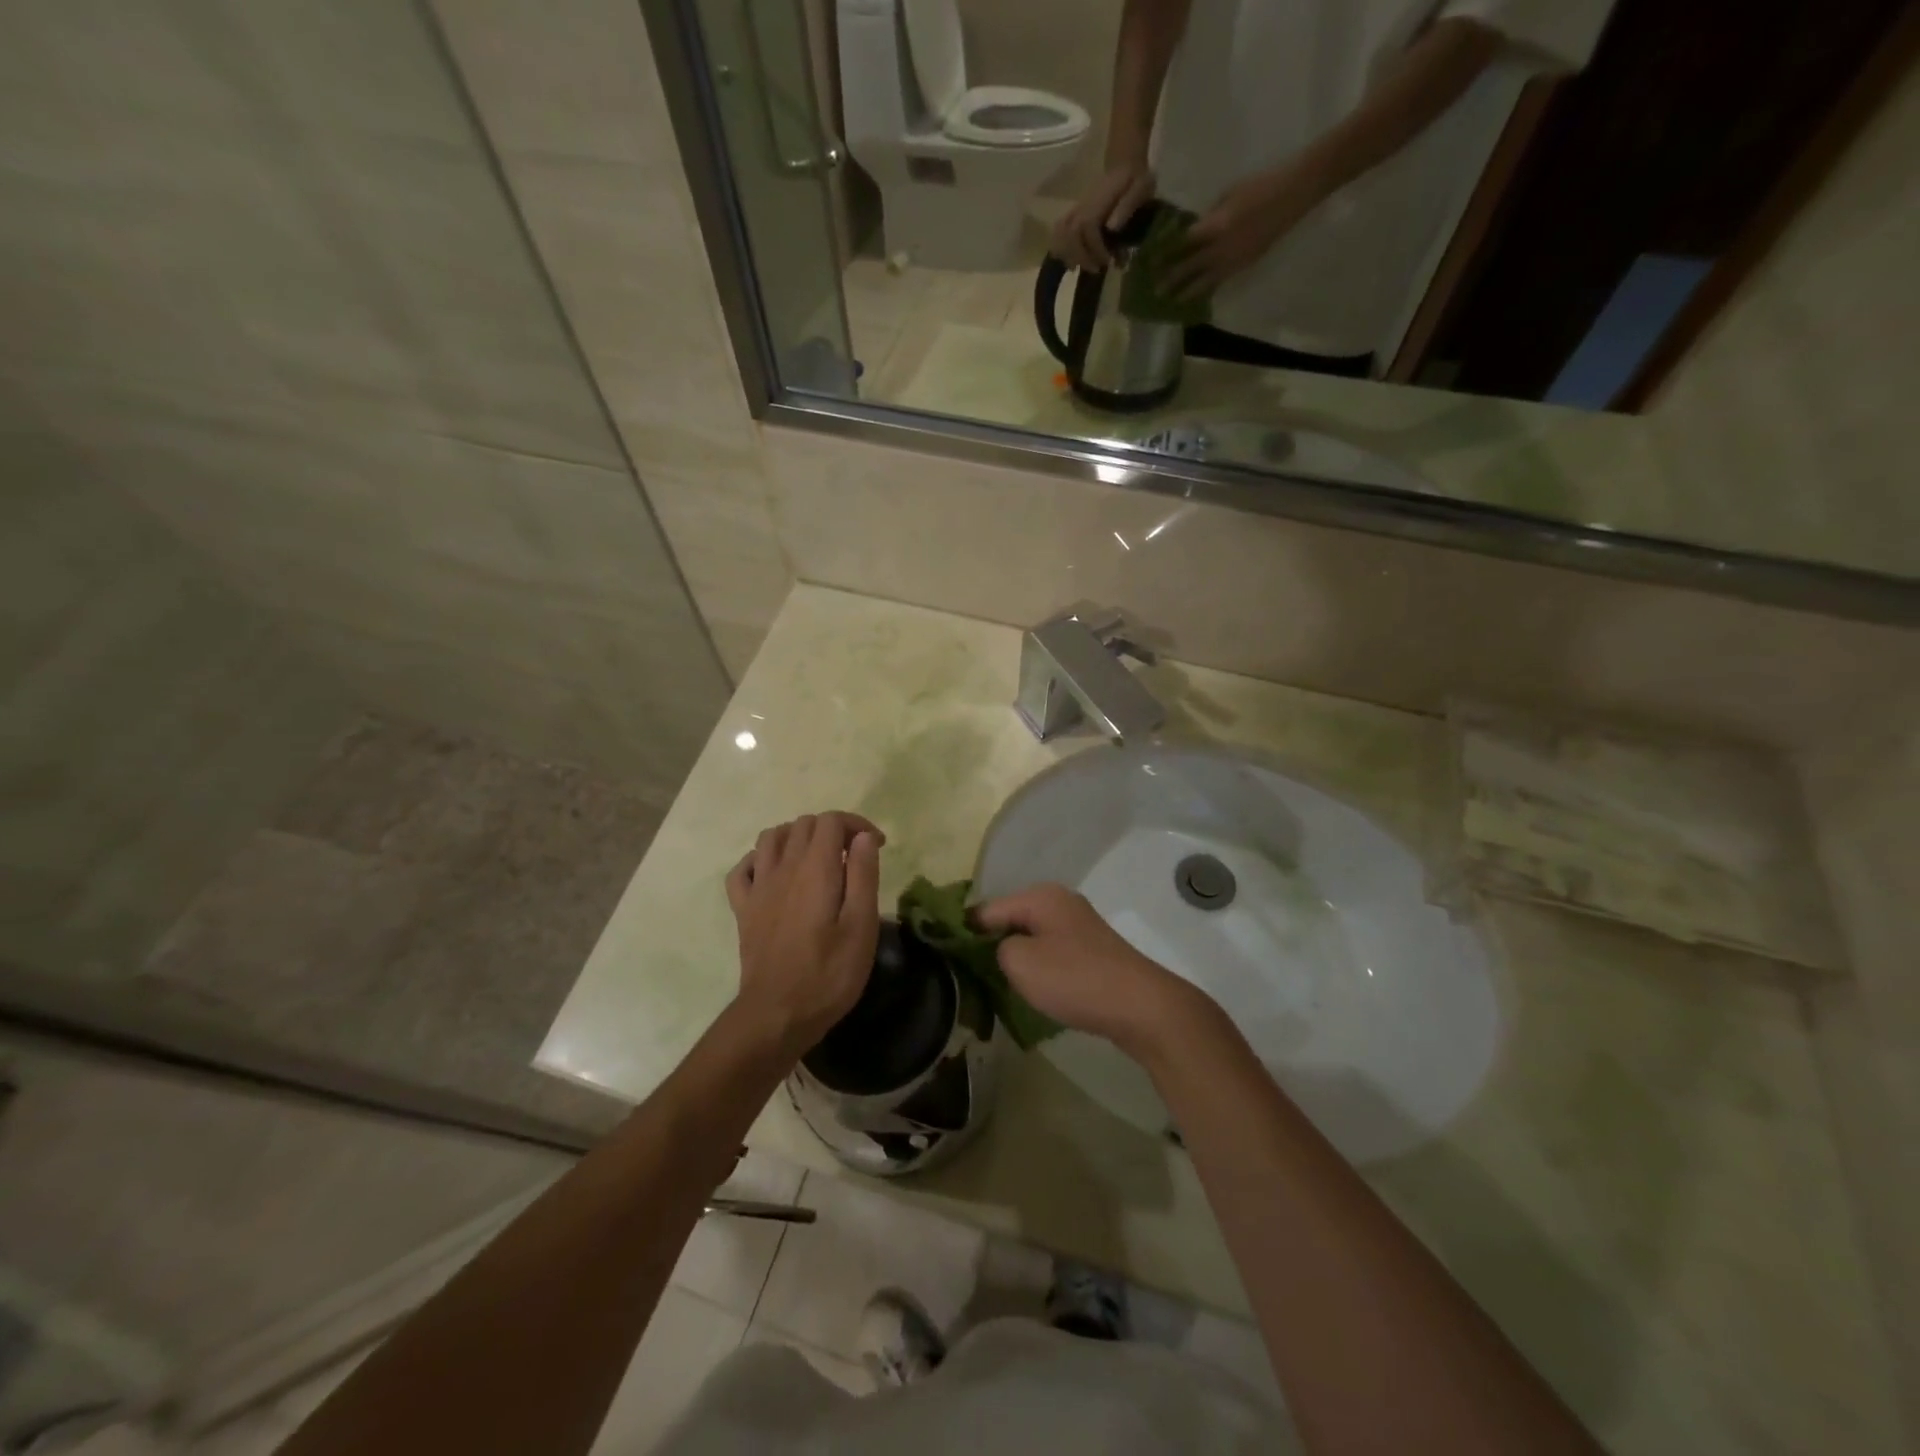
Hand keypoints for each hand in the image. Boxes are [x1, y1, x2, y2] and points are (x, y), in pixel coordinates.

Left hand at [725, 812, 884, 1055]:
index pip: (832, 821)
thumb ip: (863, 875)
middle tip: (853, 857)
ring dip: (797, 837)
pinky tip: (775, 875)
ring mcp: (758, 887)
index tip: (878, 847)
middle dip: (833, 830)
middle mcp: (783, 868)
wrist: (776, 1015)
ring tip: (817, 859)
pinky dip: (760, 860)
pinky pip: (743, 868)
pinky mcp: (743, 909)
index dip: (857, 824)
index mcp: (816, 869)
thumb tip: (864, 837)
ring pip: (771, 837)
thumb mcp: (861, 926)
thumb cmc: (828, 974)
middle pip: (804, 824)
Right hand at [974, 884, 1201, 1056]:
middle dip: (989, 945)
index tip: (945, 958)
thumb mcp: (1020, 963)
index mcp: (1040, 896)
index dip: (963, 932)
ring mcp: (1078, 926)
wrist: (1141, 1006)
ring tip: (996, 986)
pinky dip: (1038, 968)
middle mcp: (1059, 902)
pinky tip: (1032, 990)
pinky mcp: (1091, 950)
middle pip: (1009, 919)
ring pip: (1030, 937)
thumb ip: (995, 948)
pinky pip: (1051, 952)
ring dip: (1015, 959)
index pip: (986, 909)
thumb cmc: (1075, 979)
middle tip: (970, 976)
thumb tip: (999, 947)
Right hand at [1051, 162, 1156, 269]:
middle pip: (1071, 234)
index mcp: (1099, 200)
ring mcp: (1076, 209)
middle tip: (1097, 269)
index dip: (1095, 248)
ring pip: (1061, 233)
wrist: (1124, 163)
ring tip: (1082, 267)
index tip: (1108, 261)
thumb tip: (1111, 227)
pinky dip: (1060, 248)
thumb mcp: (1141, 186)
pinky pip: (1058, 231)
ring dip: (1069, 255)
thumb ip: (1128, 205)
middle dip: (1082, 256)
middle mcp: (1083, 205)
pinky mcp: (1074, 214)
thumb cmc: (1135, 178)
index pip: (1088, 227)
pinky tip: (1070, 261)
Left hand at [1164, 164, 1323, 299]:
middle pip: (1189, 268)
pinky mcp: (1244, 266)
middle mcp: (1221, 248)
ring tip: (1172, 301)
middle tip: (1155, 290)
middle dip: (1171, 280)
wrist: (1295, 192)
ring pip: (1204, 282)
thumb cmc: (1261, 185)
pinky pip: (1219, 282)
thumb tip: (1192, 231)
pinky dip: (1206, 289)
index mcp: (1215, 226)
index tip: (1151, 262)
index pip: (1183, 244)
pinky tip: (1196, 295)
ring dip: (1186, 292)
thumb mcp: (1229, 194)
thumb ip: (1209, 216)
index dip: (1166, 254)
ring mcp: (1233, 260)